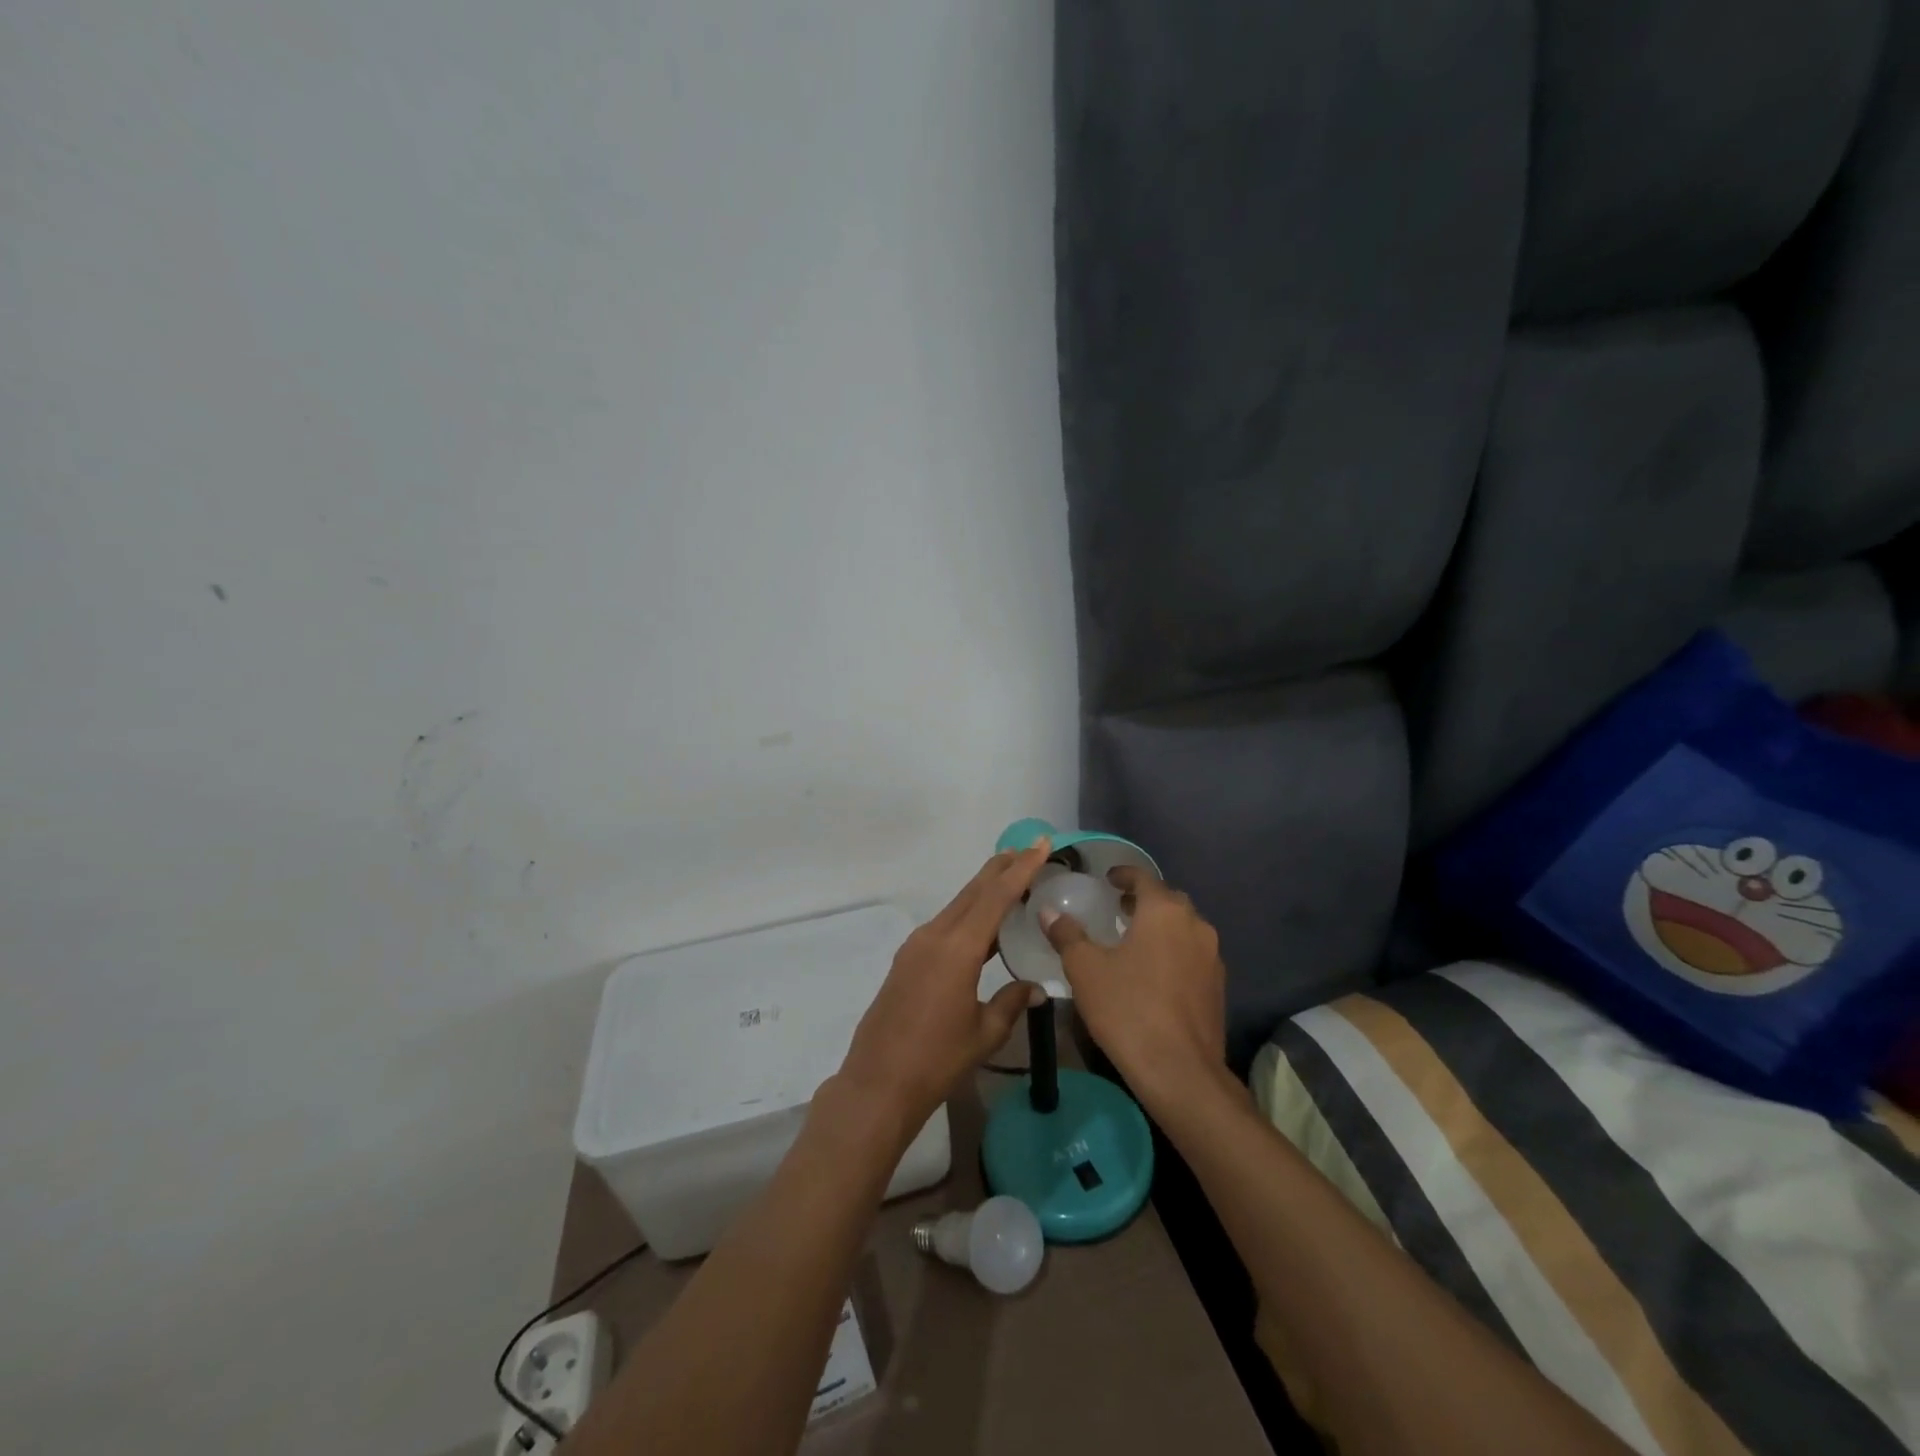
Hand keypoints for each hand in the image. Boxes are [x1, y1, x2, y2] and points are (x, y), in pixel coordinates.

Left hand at [836, 844, 1050, 1137]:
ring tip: (1013, 879)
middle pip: (973, 891)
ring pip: (958, 905)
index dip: (1021, 868)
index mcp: (958, 949)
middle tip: (1029, 849)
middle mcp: (935, 936)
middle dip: (1002, 868)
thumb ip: (1011, 1002)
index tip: (1040, 843)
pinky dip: (969, 913)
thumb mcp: (984, 1033)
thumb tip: (1034, 988)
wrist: (878, 1083)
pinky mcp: (907, 959)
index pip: (996, 896)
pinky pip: (945, 924)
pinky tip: (984, 925)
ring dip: (985, 889)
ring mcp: (916, 946)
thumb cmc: (937, 1060)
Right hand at [1041, 868, 1228, 1111]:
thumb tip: (1049, 911)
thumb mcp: (1085, 969)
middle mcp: (1195, 925)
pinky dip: (1173, 952)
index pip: (1144, 878)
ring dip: (1161, 926)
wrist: (1180, 1072)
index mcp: (1164, 912)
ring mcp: (1212, 957)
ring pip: (1184, 928)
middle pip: (1168, 901)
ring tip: (1133, 940)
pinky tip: (1153, 973)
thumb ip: (1067, 935)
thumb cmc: (1128, 1009)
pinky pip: (1193, 955)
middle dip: (1144, 900)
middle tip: (1117, 909)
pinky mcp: (1218, 987)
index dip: (1124, 874)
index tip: (1108, 879)